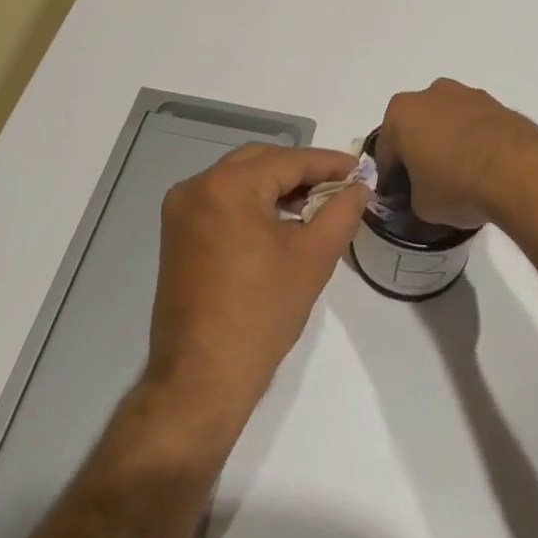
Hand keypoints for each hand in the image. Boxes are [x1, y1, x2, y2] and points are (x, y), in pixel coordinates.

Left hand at [146, 145, 368, 438]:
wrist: (202, 378)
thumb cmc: (262, 313)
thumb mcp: (314, 256)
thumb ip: (342, 211)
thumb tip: (360, 186)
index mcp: (227, 187)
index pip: (289, 160)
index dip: (329, 163)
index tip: (361, 169)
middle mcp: (197, 188)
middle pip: (260, 161)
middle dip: (302, 170)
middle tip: (340, 185)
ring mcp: (181, 211)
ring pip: (240, 179)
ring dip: (277, 185)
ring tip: (316, 203)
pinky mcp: (177, 235)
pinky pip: (222, 201)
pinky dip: (254, 202)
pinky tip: (281, 220)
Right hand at [376, 79, 537, 228]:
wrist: (519, 170)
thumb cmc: (456, 185)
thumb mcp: (421, 206)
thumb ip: (413, 196)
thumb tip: (423, 193)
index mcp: (401, 113)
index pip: (386, 152)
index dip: (390, 179)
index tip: (398, 199)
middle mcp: (430, 94)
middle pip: (416, 128)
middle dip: (418, 153)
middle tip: (427, 185)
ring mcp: (467, 95)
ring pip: (447, 122)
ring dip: (448, 144)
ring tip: (460, 178)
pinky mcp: (497, 104)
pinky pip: (475, 125)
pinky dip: (474, 142)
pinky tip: (483, 168)